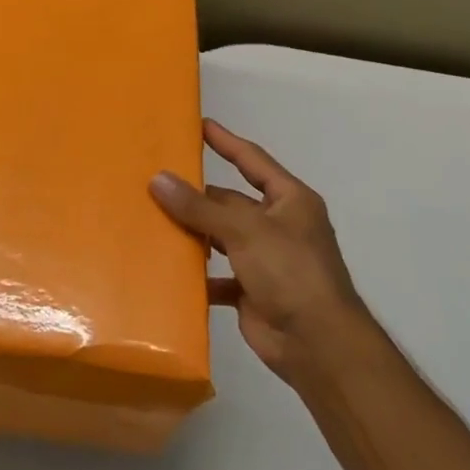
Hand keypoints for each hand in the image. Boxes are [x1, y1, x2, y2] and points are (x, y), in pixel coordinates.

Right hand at [151, 119, 364, 374]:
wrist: (318, 344)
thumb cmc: (290, 272)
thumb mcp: (244, 230)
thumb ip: (199, 207)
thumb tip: (157, 179)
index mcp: (289, 201)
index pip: (252, 161)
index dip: (226, 142)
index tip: (199, 125)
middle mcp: (279, 226)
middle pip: (230, 202)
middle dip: (197, 195)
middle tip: (155, 181)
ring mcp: (266, 260)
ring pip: (221, 237)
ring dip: (194, 233)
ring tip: (152, 220)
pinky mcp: (252, 290)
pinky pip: (217, 275)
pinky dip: (198, 274)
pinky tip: (169, 269)